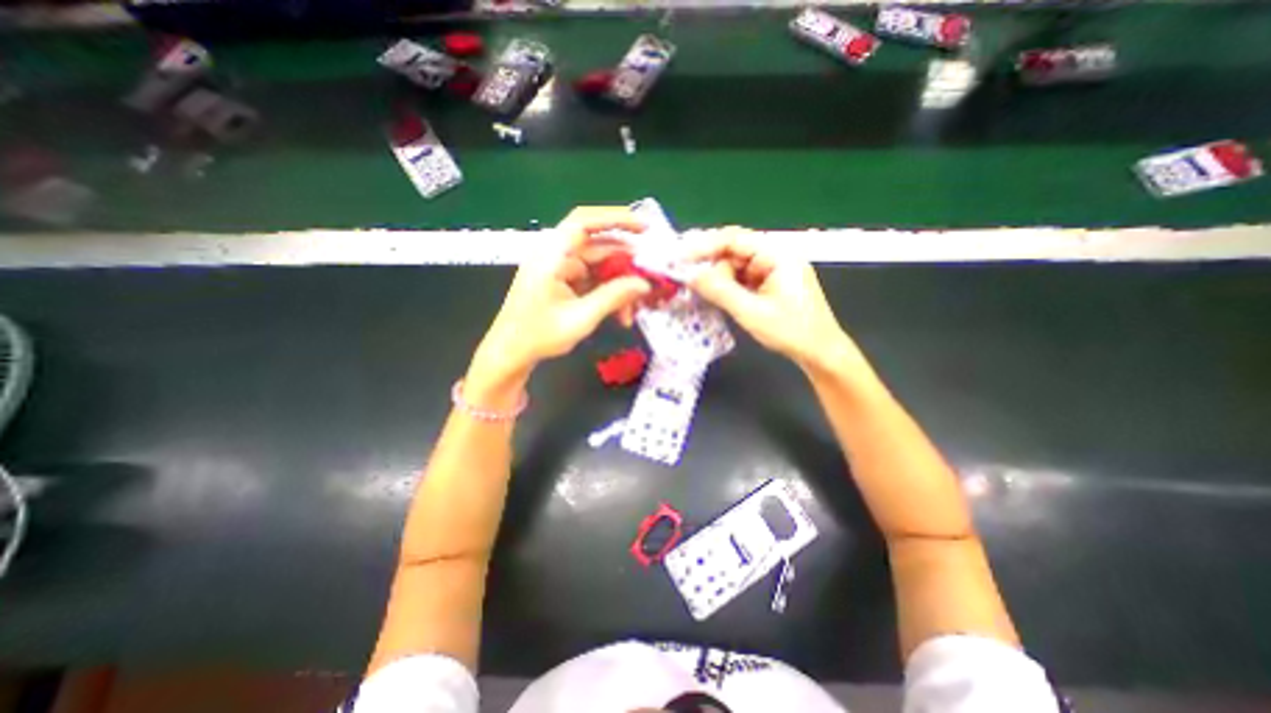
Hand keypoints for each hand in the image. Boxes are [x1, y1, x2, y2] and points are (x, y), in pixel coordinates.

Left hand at [475, 206, 654, 380]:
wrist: (511, 353)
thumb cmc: (538, 335)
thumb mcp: (581, 317)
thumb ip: (614, 297)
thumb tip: (644, 284)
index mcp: (552, 255)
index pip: (584, 222)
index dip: (616, 219)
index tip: (644, 228)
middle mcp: (556, 255)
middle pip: (598, 247)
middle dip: (625, 265)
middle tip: (649, 280)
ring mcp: (560, 269)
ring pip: (599, 267)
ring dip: (619, 285)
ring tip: (633, 309)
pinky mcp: (564, 282)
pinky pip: (593, 280)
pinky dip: (608, 293)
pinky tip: (620, 313)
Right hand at [687, 228, 851, 375]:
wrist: (820, 353)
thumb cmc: (791, 331)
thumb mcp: (751, 312)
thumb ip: (720, 291)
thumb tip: (690, 275)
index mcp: (777, 254)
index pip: (735, 239)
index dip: (705, 245)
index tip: (680, 257)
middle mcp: (775, 256)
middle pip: (734, 251)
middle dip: (710, 262)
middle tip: (684, 275)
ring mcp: (773, 270)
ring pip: (736, 265)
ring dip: (717, 276)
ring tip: (697, 288)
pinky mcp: (770, 284)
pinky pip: (742, 278)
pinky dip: (727, 285)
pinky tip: (714, 294)